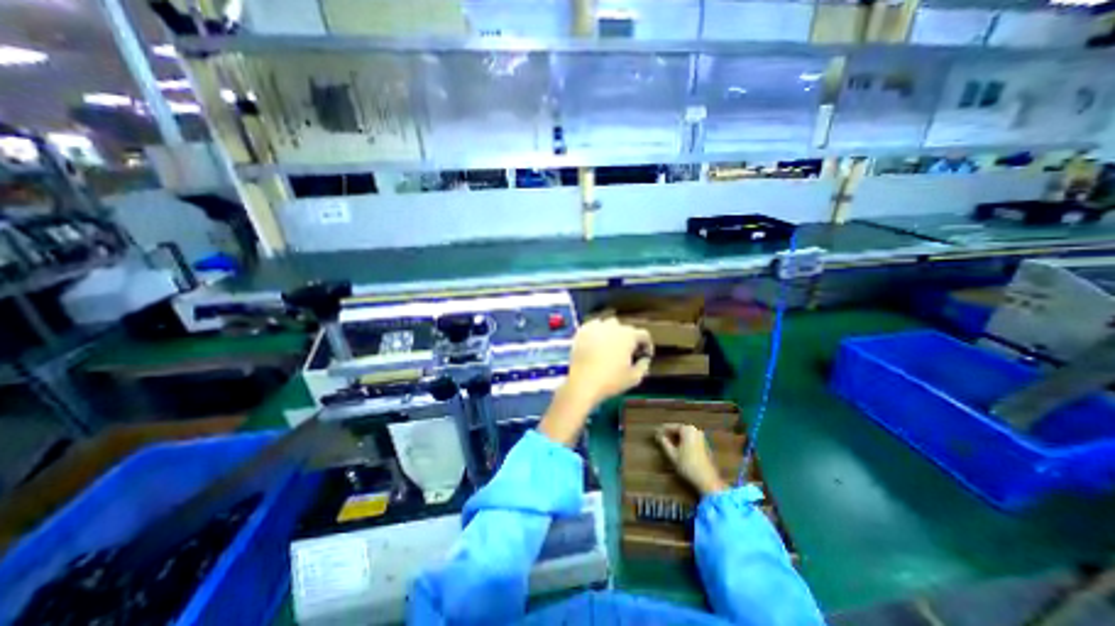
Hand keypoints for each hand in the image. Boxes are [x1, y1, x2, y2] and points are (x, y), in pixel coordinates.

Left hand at [566, 315, 655, 407]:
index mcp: (629, 336)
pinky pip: (593, 327)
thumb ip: (643, 366)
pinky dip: (597, 332)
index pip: (644, 335)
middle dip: (629, 339)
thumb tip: (644, 359)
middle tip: (627, 352)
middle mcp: (613, 326)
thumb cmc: (611, 381)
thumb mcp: (634, 378)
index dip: (647, 345)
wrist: (583, 383)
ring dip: (613, 333)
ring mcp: (596, 326)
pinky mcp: (582, 331)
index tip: (645, 355)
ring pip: (609, 324)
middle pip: (626, 329)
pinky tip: (596, 343)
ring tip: (610, 346)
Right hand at [654, 423, 732, 496]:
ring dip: (676, 438)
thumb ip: (664, 443)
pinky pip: (690, 439)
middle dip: (669, 434)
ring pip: (684, 435)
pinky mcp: (704, 445)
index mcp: (687, 429)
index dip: (662, 431)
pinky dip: (683, 441)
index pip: (671, 427)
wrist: (707, 480)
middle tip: (660, 439)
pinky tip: (677, 448)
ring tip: (667, 444)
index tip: (655, 434)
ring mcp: (701, 437)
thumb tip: (658, 436)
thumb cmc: (687, 465)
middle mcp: (695, 430)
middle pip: (678, 429)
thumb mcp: (672, 454)